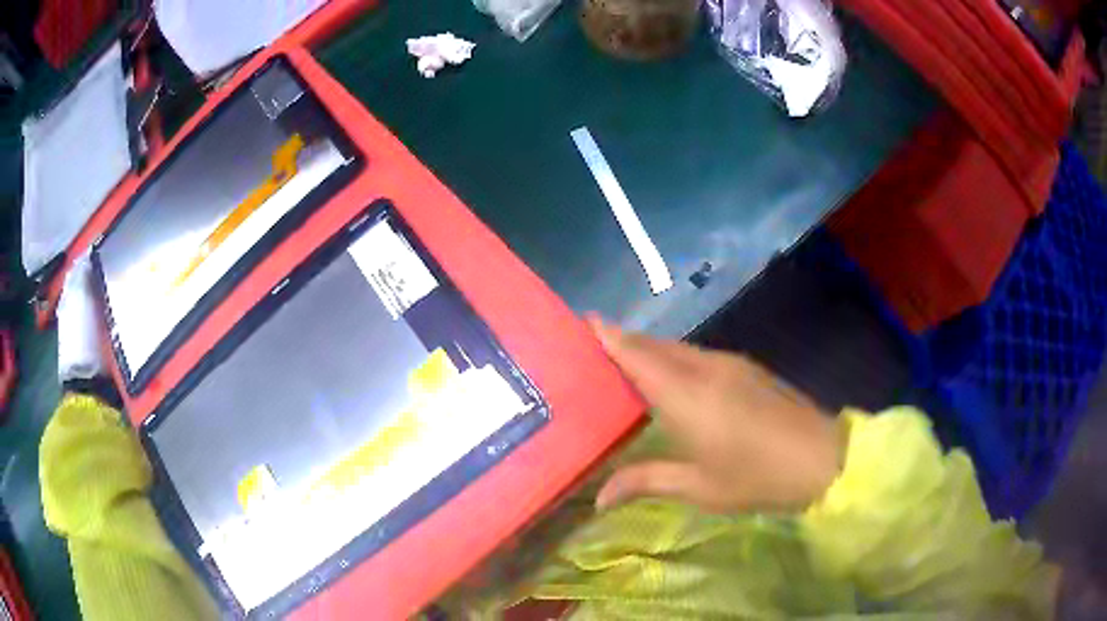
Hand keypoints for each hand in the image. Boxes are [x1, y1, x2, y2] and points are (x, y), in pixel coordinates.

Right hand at [591, 318, 841, 513]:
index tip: (584, 322)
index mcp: (687, 396)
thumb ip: (646, 482)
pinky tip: (671, 379)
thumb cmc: (756, 478)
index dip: (610, 336)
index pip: (638, 355)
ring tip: (624, 363)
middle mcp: (705, 368)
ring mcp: (730, 364)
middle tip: (592, 348)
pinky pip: (698, 355)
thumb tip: (598, 499)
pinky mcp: (747, 368)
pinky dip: (674, 359)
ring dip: (649, 350)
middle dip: (624, 341)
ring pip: (678, 348)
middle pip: (655, 346)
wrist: (822, 459)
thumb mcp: (699, 487)